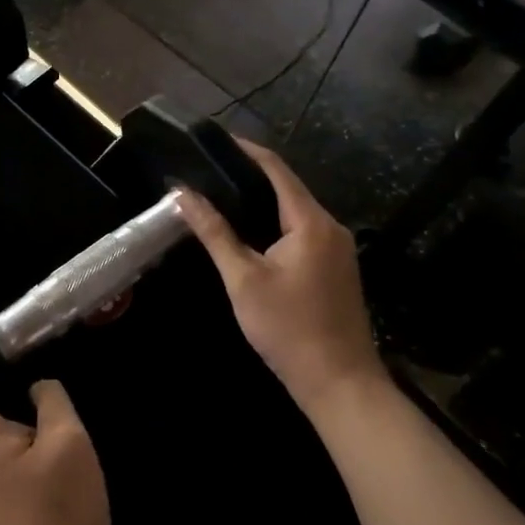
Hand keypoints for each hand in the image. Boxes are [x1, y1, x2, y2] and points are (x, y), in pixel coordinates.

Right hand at [176, 141, 379, 414]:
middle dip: (250, 175)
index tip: (216, 139)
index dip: (247, 150)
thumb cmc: (289, 329)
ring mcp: (338, 249)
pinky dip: (275, 223)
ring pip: (296, 211)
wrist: (341, 385)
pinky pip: (303, 231)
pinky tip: (251, 231)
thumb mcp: (243, 280)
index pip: (277, 169)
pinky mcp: (337, 268)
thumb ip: (214, 233)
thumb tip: (183, 195)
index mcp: (311, 222)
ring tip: (222, 194)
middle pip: (288, 187)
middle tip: (210, 169)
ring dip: (263, 200)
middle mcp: (330, 227)